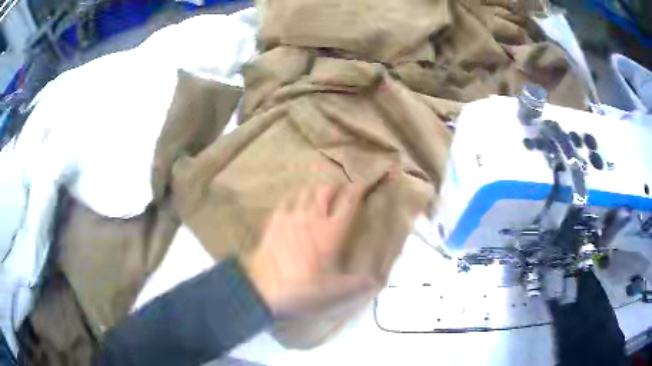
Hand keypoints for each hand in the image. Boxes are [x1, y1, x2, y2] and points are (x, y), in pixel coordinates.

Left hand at [245, 184, 376, 319]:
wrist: (264, 288)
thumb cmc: (302, 288)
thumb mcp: (334, 290)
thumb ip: (356, 284)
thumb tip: (374, 281)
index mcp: (331, 232)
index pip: (349, 202)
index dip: (359, 188)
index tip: (365, 181)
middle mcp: (312, 218)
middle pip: (325, 190)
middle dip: (335, 186)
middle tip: (340, 189)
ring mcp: (290, 217)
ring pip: (305, 192)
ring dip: (315, 189)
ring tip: (319, 192)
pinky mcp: (274, 222)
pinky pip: (285, 201)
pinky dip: (293, 198)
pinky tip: (293, 202)